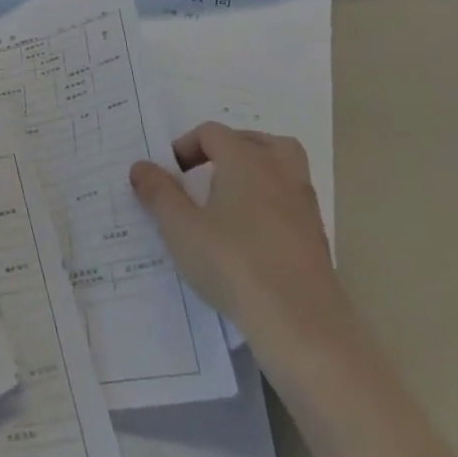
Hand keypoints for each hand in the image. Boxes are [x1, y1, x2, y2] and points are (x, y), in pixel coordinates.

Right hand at [130, 124, 354, 366]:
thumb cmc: (232, 264)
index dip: (185, 146)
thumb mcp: (180, 228)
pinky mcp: (316, 236)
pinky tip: (251, 232)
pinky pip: (291, 200)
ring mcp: (303, 205)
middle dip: (228, 148)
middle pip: (257, 141)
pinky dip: (271, 201)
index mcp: (246, 162)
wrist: (300, 323)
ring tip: (230, 196)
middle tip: (204, 173)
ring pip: (284, 167)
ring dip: (256, 171)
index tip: (170, 175)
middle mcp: (279, 173)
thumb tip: (141, 166)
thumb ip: (158, 193)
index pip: (213, 133)